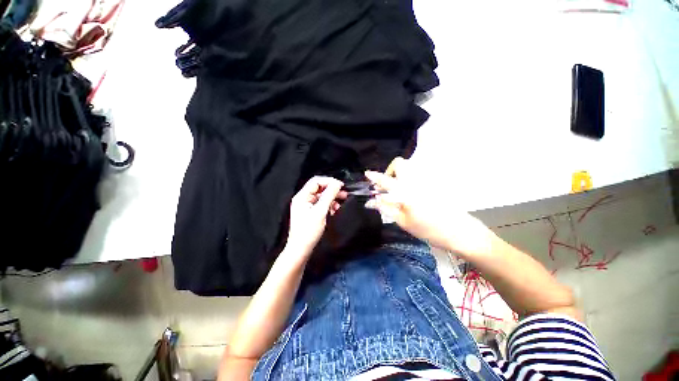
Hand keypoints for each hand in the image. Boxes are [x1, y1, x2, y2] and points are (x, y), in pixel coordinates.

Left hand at [285, 176, 345, 258]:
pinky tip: (335, 209)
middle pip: (319, 188)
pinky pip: (321, 204)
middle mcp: (303, 199)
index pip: (316, 181)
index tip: (341, 185)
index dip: (329, 181)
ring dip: (332, 198)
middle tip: (344, 193)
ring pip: (321, 197)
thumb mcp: (320, 211)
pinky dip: (329, 205)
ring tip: (341, 202)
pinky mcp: (310, 213)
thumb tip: (337, 183)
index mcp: (302, 196)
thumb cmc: (309, 231)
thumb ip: (329, 195)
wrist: (301, 249)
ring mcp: (306, 206)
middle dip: (332, 190)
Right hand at [365, 157, 493, 256]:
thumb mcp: (403, 221)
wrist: (460, 231)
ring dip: (399, 175)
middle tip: (388, 186)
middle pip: (400, 164)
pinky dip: (409, 180)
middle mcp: (416, 181)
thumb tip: (371, 201)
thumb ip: (386, 208)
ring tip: (397, 191)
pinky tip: (410, 194)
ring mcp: (427, 180)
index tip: (367, 174)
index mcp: (406, 191)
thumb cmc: (428, 230)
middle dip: (390, 171)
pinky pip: (417, 175)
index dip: (375, 176)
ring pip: (409, 168)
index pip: (386, 180)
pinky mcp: (434, 183)